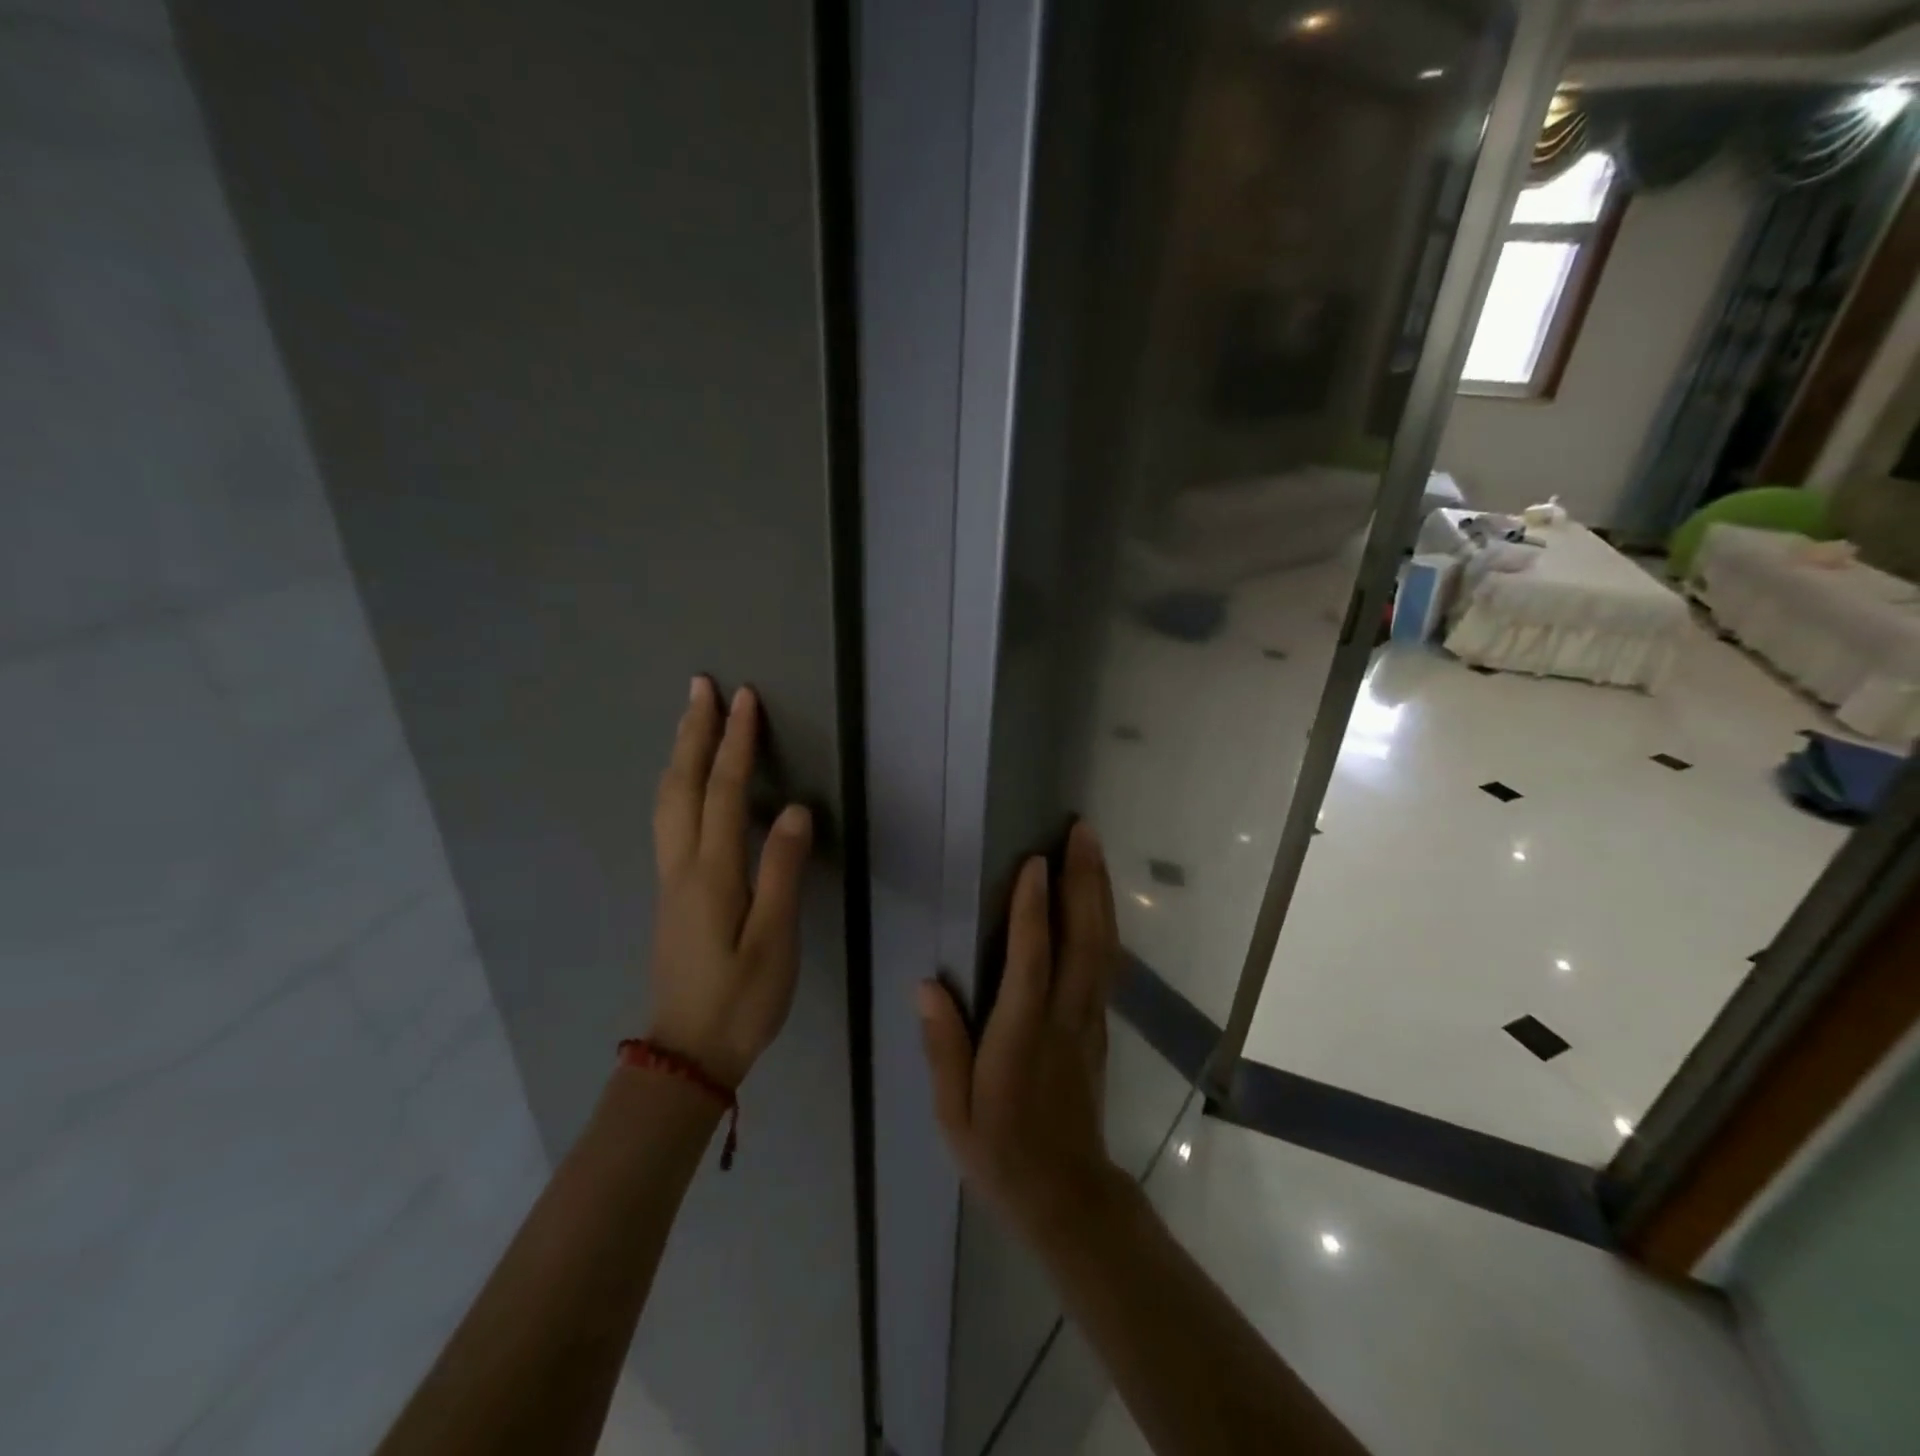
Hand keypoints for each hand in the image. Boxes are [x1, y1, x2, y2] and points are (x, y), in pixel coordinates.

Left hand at [648, 677, 812, 1088]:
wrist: (686, 1054)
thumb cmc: (741, 1000)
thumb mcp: (774, 941)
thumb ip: (782, 872)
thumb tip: (793, 809)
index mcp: (711, 873)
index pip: (722, 791)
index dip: (735, 742)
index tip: (744, 699)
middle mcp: (682, 866)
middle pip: (682, 785)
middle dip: (693, 732)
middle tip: (701, 687)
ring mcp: (671, 880)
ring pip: (667, 801)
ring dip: (679, 753)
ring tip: (690, 719)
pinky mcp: (672, 894)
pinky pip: (669, 820)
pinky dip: (677, 783)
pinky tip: (685, 782)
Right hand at [918, 821, 1125, 1240]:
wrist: (1067, 1195)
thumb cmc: (1001, 1152)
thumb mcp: (954, 1112)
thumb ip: (943, 1047)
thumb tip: (926, 985)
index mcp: (1022, 1035)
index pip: (1031, 961)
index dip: (1033, 910)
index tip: (1034, 861)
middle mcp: (1063, 1017)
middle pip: (1082, 938)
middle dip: (1083, 880)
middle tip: (1080, 831)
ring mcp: (1089, 1019)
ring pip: (1103, 945)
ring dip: (1099, 892)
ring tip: (1093, 848)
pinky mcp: (1099, 1025)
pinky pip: (1106, 962)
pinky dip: (1105, 921)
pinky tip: (1099, 898)